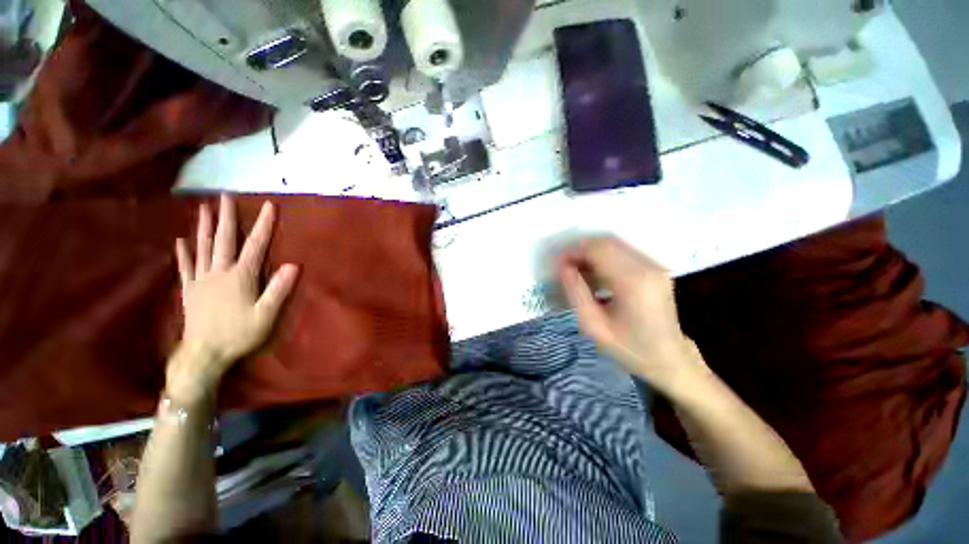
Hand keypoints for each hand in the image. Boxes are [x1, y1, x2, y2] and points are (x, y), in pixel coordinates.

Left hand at [168, 195, 298, 403]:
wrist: (204, 354)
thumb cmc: (239, 334)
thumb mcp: (266, 316)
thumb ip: (278, 290)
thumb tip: (293, 265)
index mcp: (240, 277)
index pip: (255, 245)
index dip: (263, 225)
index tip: (268, 206)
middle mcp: (218, 272)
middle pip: (223, 239)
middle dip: (226, 216)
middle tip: (224, 196)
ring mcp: (201, 279)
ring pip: (202, 247)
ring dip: (204, 227)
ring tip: (204, 209)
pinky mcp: (189, 289)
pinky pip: (185, 266)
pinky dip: (183, 252)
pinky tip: (181, 241)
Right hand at [559, 237, 707, 396]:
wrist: (669, 359)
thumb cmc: (629, 348)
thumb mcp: (593, 326)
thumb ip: (575, 292)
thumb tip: (563, 267)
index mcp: (633, 282)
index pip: (597, 249)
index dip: (573, 251)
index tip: (556, 263)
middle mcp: (647, 267)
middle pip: (606, 243)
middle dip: (580, 249)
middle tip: (563, 266)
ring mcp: (654, 266)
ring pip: (614, 245)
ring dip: (590, 253)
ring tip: (575, 270)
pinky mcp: (655, 269)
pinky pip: (623, 253)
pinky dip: (603, 257)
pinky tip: (593, 274)